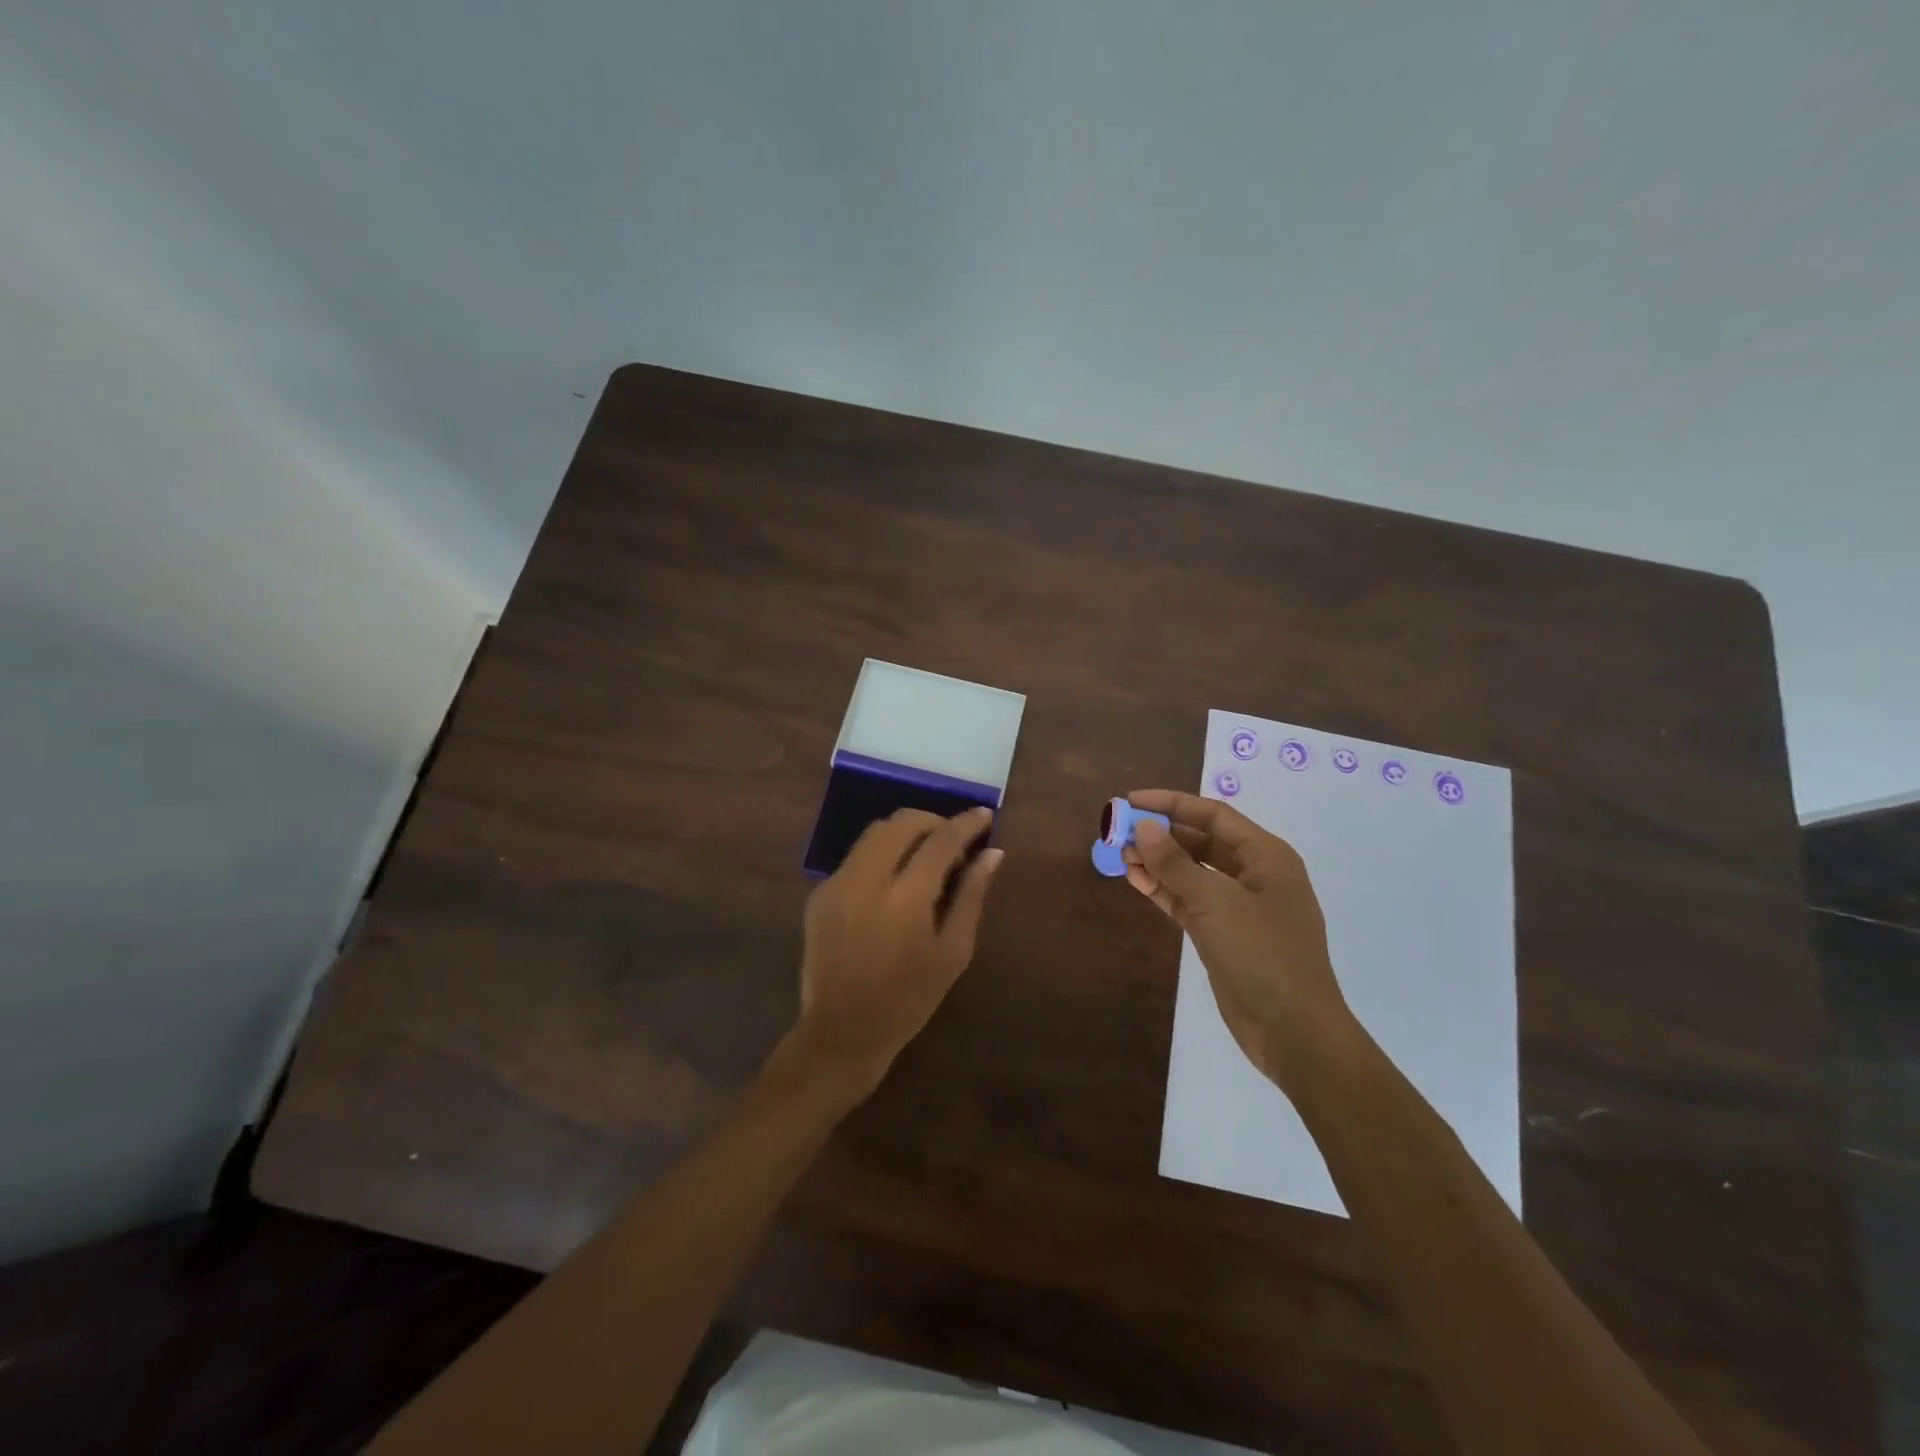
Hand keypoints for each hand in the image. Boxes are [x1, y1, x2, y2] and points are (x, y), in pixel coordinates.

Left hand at [784, 806, 1004, 1100]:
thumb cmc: (909, 999)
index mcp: (906, 898)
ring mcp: (837, 883)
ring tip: (926, 853)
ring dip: (906, 831)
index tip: (985, 815)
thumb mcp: (952, 952)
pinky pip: (856, 856)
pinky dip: (881, 854)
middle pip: (903, 822)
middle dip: (934, 821)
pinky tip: (894, 879)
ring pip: (875, 832)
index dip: (966, 823)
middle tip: (955, 838)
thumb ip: (972, 896)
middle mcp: (867, 880)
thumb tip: (993, 853)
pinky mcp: (820, 893)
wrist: (842, 1032)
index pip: (941, 840)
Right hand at [1120, 790, 1352, 1089]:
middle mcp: (1255, 875)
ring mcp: (1240, 907)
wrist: (1294, 1032)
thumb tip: (1144, 828)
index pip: (1213, 815)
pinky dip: (1165, 890)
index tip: (1131, 801)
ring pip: (1193, 872)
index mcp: (1266, 856)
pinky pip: (1190, 901)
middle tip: (1120, 831)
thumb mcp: (1216, 902)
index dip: (1172, 804)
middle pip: (1202, 841)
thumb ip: (1176, 864)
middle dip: (1162, 834)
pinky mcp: (1225, 935)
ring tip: (1121, 856)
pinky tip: (1136, 881)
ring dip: (1159, 863)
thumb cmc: (1262, 955)